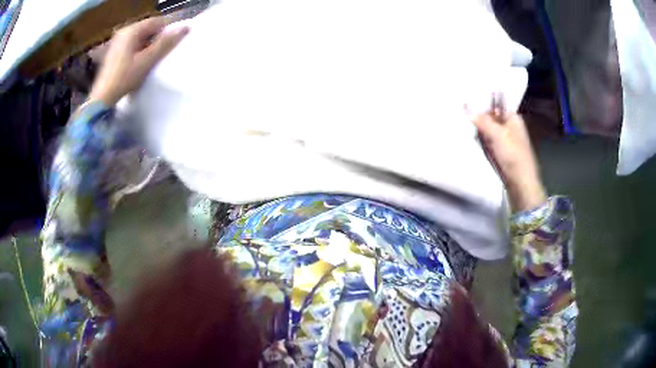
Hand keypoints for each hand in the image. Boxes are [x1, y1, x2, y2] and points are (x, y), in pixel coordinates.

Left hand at [88, 17, 188, 105]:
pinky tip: (138, 64)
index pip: (157, 22)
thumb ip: (165, 44)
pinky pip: (133, 45)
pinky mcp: (115, 51)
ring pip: (141, 38)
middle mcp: (124, 31)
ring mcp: (118, 41)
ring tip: (148, 61)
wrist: (103, 98)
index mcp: (132, 30)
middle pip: (148, 29)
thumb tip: (186, 28)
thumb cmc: (125, 78)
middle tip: (158, 56)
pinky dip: (139, 51)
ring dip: (148, 47)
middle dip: (156, 40)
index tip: (168, 47)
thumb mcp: (147, 61)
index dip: (166, 32)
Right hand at [472, 99, 546, 212]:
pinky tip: (475, 142)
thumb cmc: (513, 156)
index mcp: (513, 118)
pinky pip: (487, 142)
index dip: (481, 103)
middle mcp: (509, 126)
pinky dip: (481, 142)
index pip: (494, 104)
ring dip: (479, 131)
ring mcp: (505, 139)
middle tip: (464, 117)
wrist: (521, 184)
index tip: (465, 103)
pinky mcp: (500, 152)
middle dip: (478, 119)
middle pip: (490, 117)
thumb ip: (482, 120)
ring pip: (487, 130)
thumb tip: (466, 107)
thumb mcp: (497, 135)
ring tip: (468, 130)